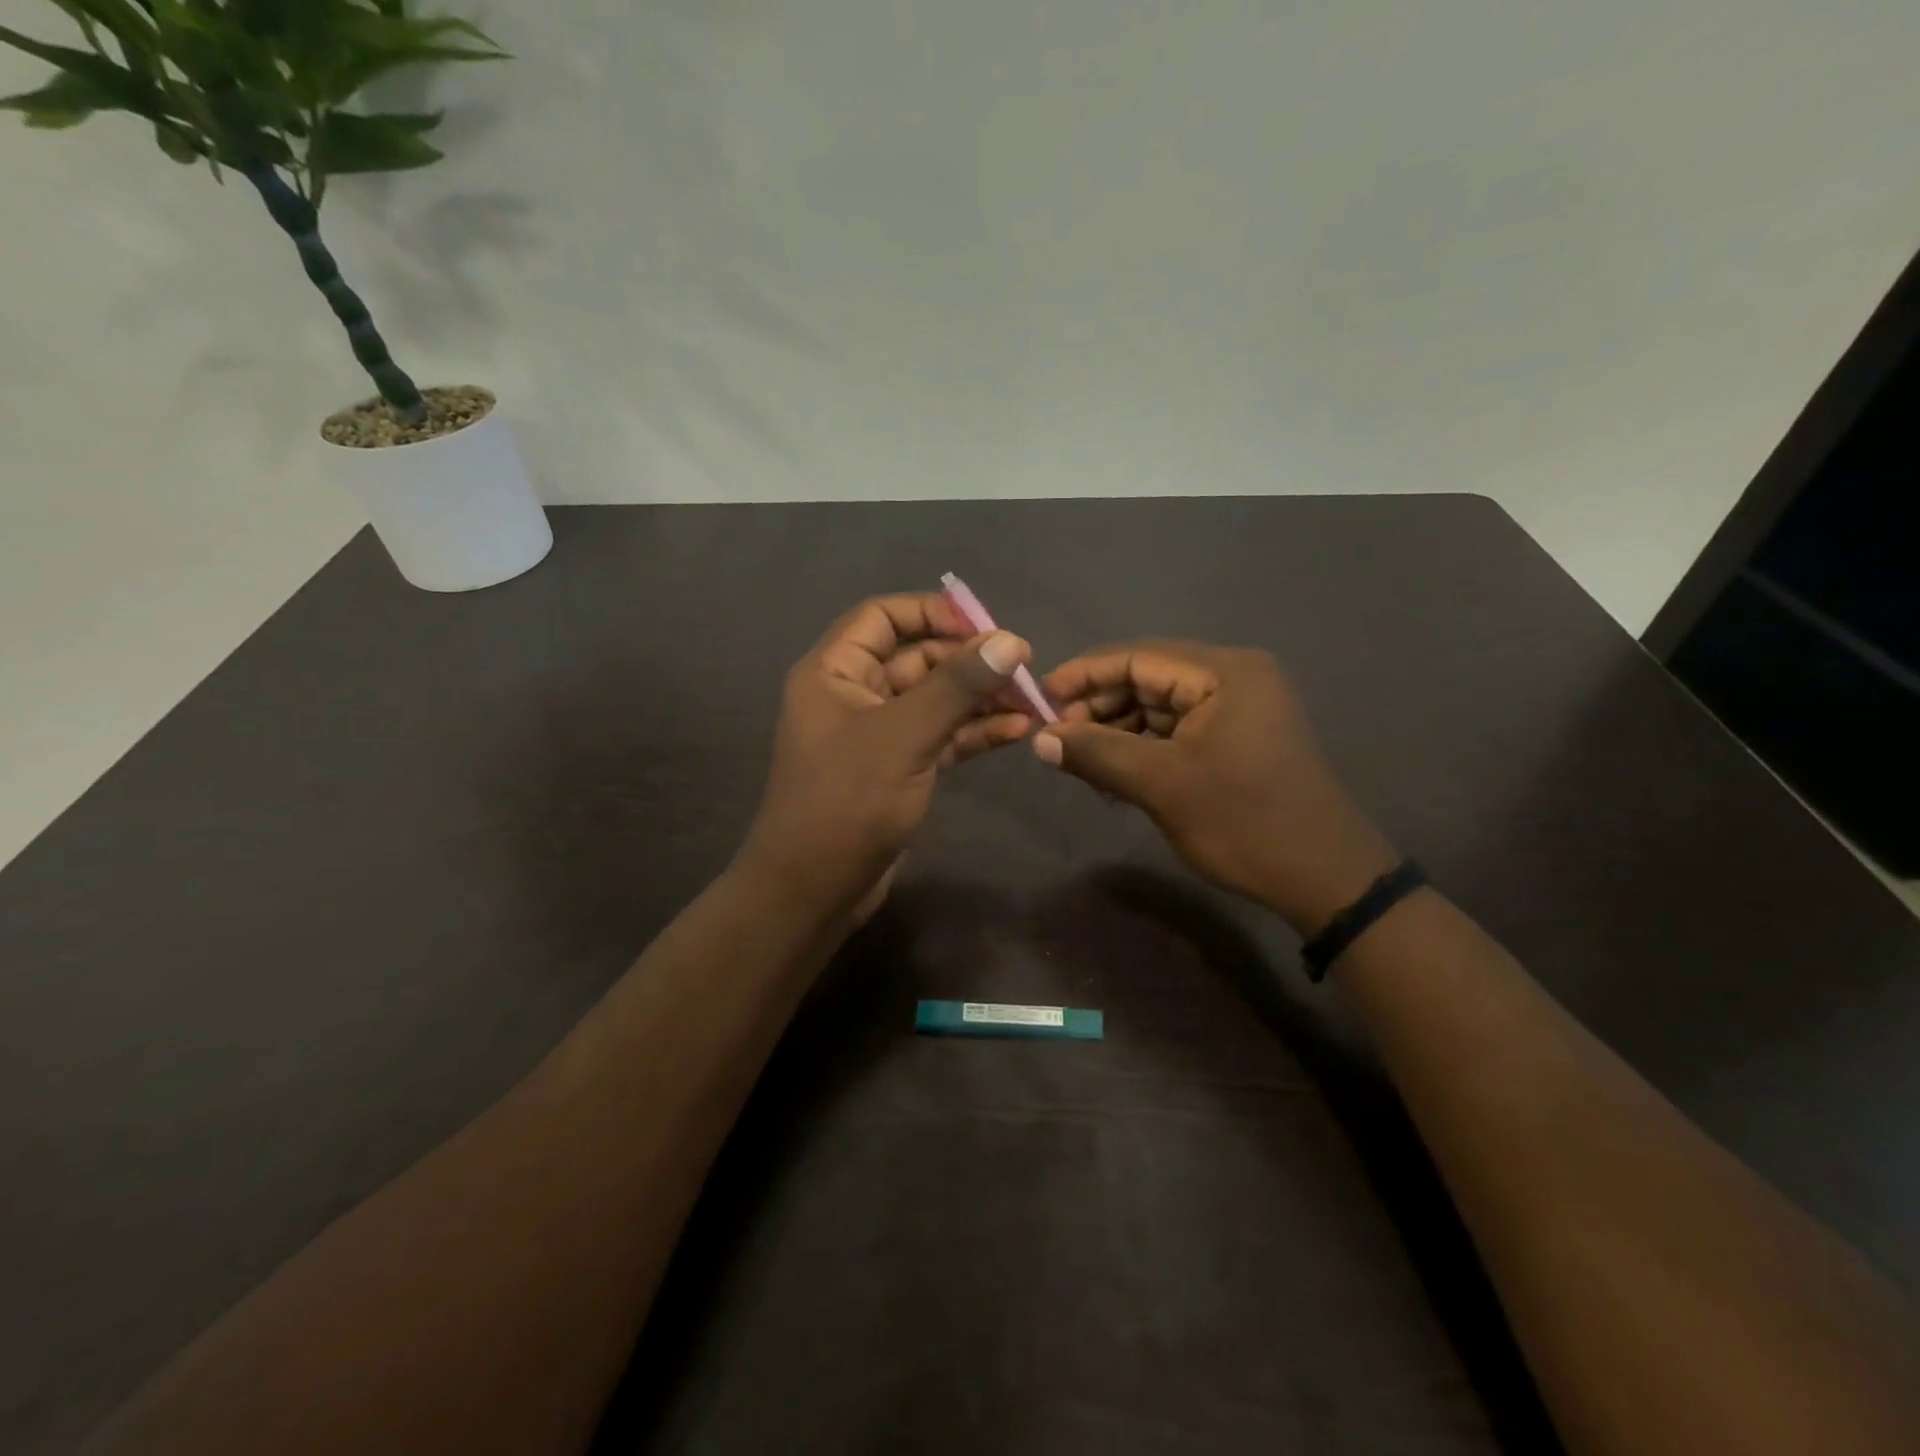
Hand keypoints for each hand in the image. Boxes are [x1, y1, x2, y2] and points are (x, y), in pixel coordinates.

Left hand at [738, 594, 1034, 918]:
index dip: (932, 612)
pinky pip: (939, 736)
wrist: (814, 889)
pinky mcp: (897, 768)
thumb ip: (956, 686)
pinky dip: (973, 732)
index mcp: (834, 671)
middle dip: (969, 662)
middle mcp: (853, 694)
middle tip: (1024, 670)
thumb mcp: (904, 736)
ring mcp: (877, 734)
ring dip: (980, 699)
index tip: (986, 625)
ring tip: (1033, 702)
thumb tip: (1010, 641)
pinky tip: (1017, 731)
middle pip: (917, 658)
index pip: (882, 617)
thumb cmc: (847, 802)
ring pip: (934, 700)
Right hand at [1032, 642, 1397, 931]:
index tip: (1040, 697)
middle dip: (1099, 708)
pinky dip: (1142, 750)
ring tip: (1081, 765)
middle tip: (1057, 741)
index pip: (1138, 656)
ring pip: (1157, 708)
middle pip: (1147, 679)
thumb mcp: (1161, 785)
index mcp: (1224, 672)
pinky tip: (1114, 777)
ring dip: (1117, 732)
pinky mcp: (1235, 740)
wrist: (1324, 879)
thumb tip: (1038, 739)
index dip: (1084, 674)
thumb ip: (1096, 754)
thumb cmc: (1243, 822)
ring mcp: (1237, 710)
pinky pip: (1175, 732)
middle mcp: (1233, 679)